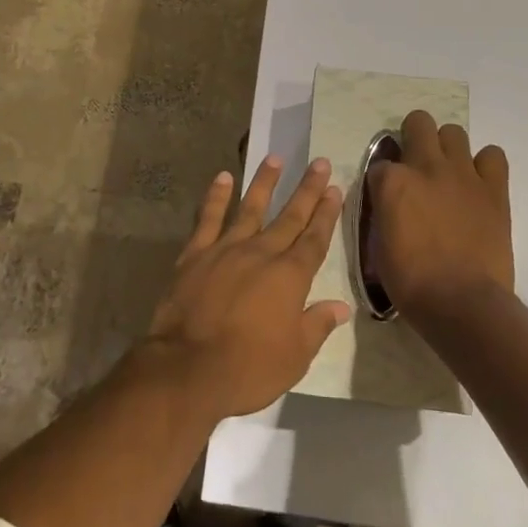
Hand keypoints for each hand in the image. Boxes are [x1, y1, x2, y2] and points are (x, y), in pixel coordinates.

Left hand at [142, 156, 351, 419]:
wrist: (187, 368)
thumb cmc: (248, 368)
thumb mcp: (295, 357)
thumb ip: (317, 325)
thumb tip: (340, 306)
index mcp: (290, 277)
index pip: (314, 239)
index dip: (326, 214)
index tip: (335, 190)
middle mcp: (261, 253)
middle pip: (289, 216)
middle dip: (307, 190)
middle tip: (319, 163)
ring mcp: (226, 249)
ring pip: (250, 207)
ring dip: (264, 183)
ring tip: (275, 158)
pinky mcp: (195, 254)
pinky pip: (208, 218)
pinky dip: (215, 196)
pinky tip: (222, 177)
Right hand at [368, 110, 512, 322]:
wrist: (461, 303)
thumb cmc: (412, 282)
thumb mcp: (379, 244)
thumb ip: (384, 212)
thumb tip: (390, 204)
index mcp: (392, 182)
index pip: (380, 163)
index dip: (383, 179)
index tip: (387, 196)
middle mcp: (426, 167)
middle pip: (418, 123)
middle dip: (413, 137)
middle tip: (416, 165)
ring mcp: (462, 174)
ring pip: (454, 132)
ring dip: (447, 148)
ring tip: (448, 173)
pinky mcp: (493, 189)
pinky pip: (493, 156)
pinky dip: (485, 165)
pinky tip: (478, 183)